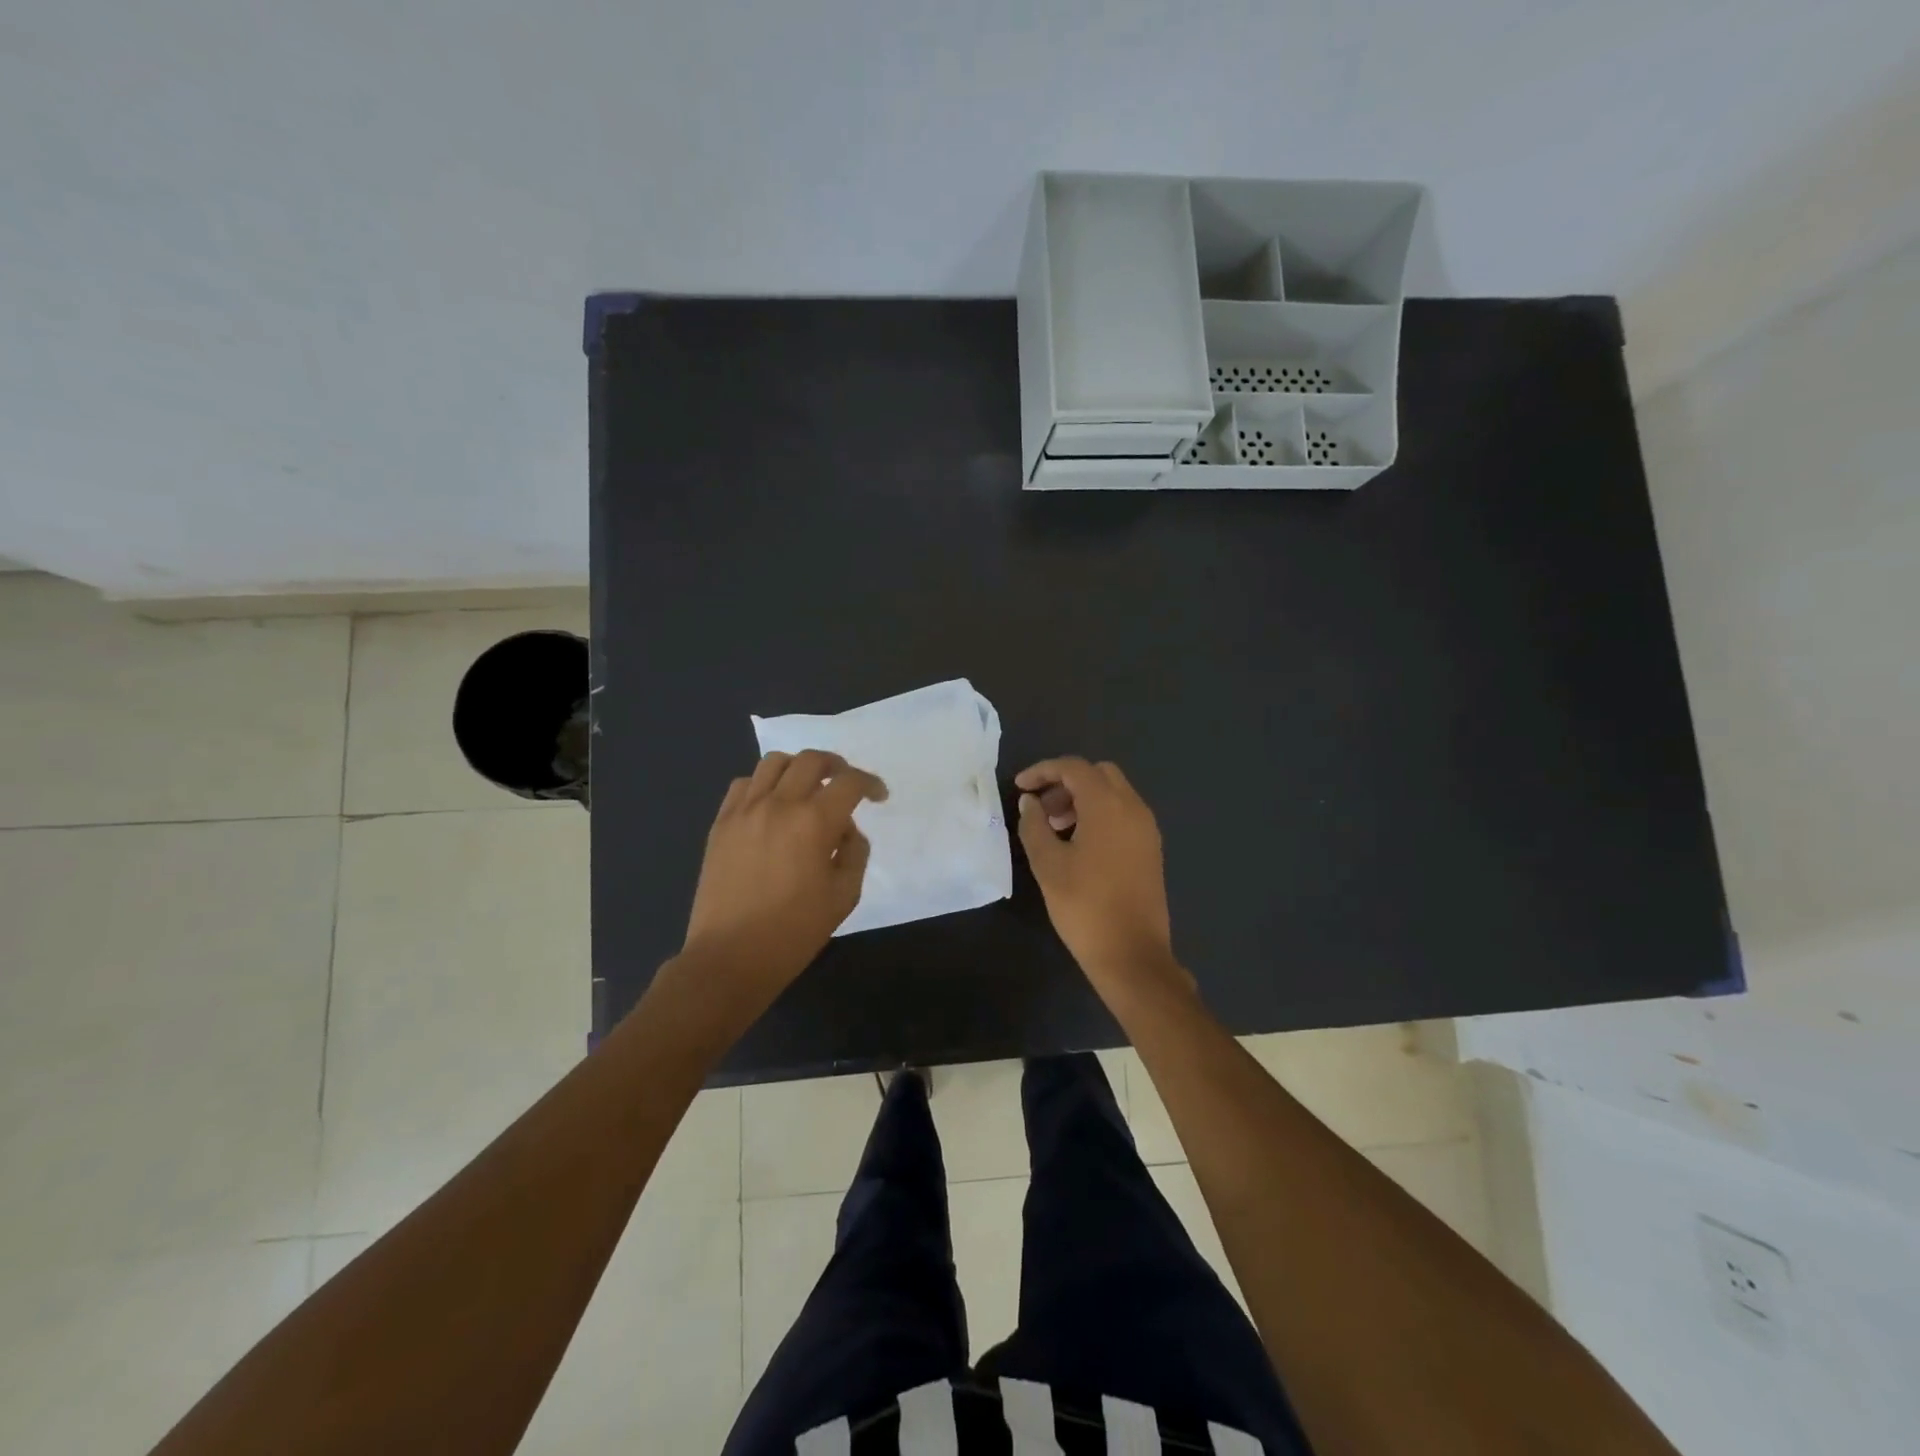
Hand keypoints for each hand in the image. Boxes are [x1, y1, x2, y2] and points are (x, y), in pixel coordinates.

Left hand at [678, 750, 885, 1009]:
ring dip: (798, 768)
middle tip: (845, 784)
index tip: (878, 796)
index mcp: (814, 822)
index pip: (849, 782)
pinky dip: (763, 784)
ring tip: (807, 788)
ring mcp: (745, 811)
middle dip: (836, 766)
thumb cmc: (794, 931)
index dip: (870, 783)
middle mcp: (778, 804)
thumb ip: (854, 852)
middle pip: (811, 760)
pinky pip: (743, 784)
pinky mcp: (721, 823)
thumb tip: (845, 829)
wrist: (730, 957)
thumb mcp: (844, 895)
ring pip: (774, 762)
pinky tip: (771, 805)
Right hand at [1015, 757, 1194, 1003]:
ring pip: (1113, 793)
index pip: (1074, 768)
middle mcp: (1133, 808)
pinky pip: (1124, 813)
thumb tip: (1029, 802)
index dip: (1043, 771)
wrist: (1133, 955)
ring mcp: (1147, 829)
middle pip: (1098, 774)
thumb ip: (1034, 825)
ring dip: (1083, 798)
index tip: (1020, 787)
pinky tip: (1079, 844)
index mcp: (1108, 806)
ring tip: (1055, 828)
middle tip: (1041, 808)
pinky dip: (1100, 814)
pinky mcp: (1151, 849)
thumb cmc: (1085, 907)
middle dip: (1066, 782)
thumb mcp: (1048, 865)